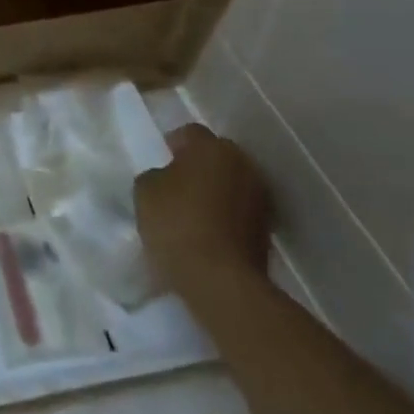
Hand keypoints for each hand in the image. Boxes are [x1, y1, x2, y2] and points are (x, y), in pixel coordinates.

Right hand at [134, 125, 272, 307]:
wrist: (220, 280)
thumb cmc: (177, 223)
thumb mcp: (145, 191)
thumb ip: (156, 175)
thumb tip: (166, 177)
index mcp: (213, 147)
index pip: (189, 133)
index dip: (171, 145)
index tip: (159, 162)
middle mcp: (243, 164)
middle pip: (216, 156)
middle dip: (198, 166)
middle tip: (175, 185)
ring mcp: (261, 198)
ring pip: (231, 184)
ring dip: (215, 192)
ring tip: (192, 212)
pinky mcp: (268, 229)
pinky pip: (240, 211)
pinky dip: (226, 216)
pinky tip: (207, 232)